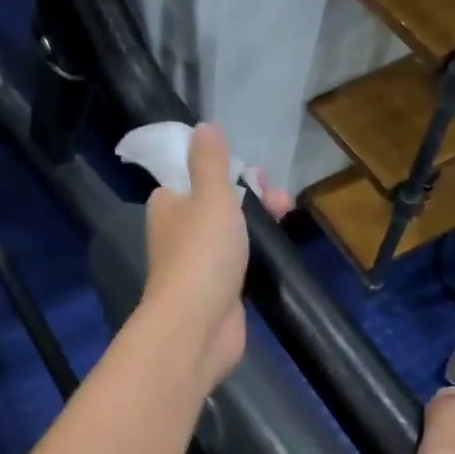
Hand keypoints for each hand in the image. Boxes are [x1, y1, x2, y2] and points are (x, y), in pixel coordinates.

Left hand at [141, 124, 290, 388]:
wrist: (197, 326)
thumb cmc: (202, 253)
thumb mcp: (210, 196)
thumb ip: (210, 162)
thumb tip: (203, 127)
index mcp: (168, 203)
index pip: (195, 175)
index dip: (228, 170)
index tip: (256, 173)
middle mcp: (178, 230)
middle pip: (218, 202)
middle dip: (252, 195)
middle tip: (279, 201)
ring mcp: (198, 262)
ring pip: (231, 231)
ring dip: (258, 222)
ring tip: (286, 218)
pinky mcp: (217, 288)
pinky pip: (239, 260)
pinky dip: (256, 253)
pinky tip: (276, 250)